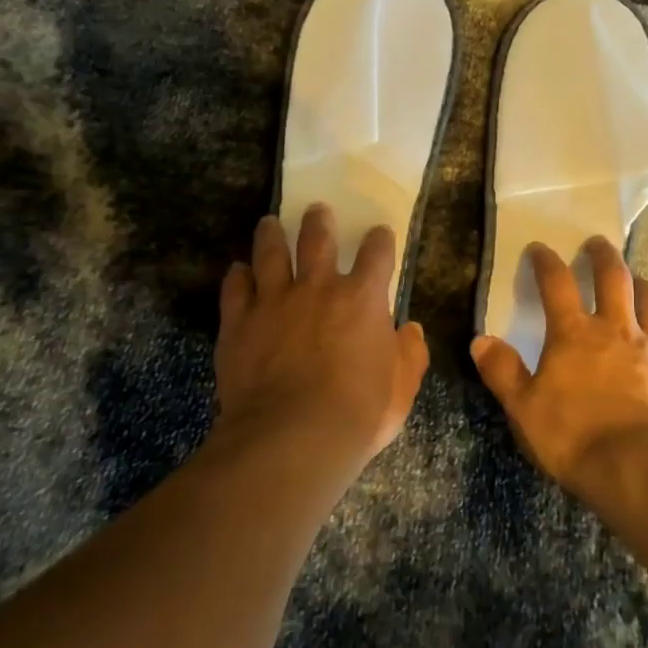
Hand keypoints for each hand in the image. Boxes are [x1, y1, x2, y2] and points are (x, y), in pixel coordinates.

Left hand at [215, 205, 430, 468]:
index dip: (379, 240)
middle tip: (317, 210)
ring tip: (269, 222)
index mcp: (362, 298)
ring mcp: (274, 301)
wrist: (290, 437)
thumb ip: (410, 355)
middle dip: (319, 221)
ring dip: (271, 235)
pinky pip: (235, 288)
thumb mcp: (401, 389)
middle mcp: (318, 287)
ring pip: (270, 253)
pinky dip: (237, 276)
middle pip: (317, 239)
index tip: (378, 234)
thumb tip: (411, 330)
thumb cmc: (356, 413)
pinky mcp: (240, 322)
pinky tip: (238, 270)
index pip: (376, 253)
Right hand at [471, 237, 647, 511]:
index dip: (546, 262)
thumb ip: (502, 371)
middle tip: (597, 242)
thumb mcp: (524, 409)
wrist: (641, 470)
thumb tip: (480, 340)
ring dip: (640, 284)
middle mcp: (616, 329)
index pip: (557, 283)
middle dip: (603, 255)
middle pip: (613, 277)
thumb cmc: (574, 437)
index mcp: (574, 334)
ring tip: (636, 279)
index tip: (539, 249)